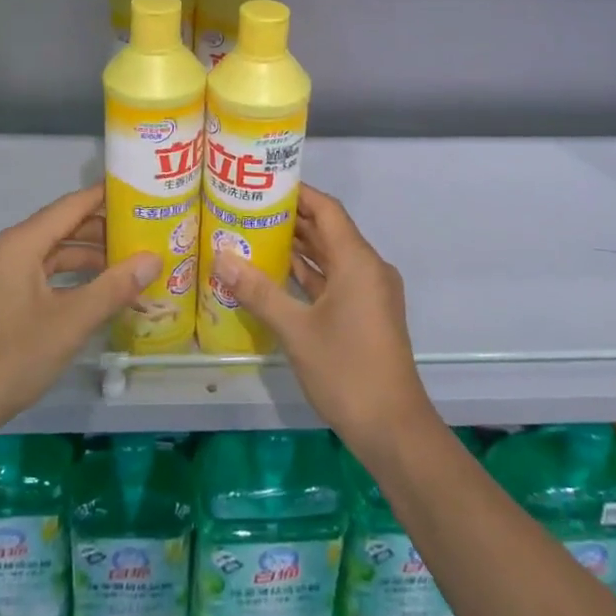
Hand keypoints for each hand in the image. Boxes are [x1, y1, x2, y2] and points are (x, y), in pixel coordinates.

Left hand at [0, 185, 159, 433]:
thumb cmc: (14, 356)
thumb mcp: (71, 321)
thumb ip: (114, 287)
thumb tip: (153, 258)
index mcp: (22, 243)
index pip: (72, 205)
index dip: (107, 196)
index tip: (143, 191)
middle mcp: (11, 250)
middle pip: (65, 226)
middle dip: (105, 229)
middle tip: (147, 231)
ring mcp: (4, 275)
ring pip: (56, 253)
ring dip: (91, 257)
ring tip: (132, 263)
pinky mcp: (4, 299)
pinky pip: (46, 274)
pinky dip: (74, 278)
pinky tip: (100, 292)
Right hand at [213, 185, 432, 454]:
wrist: (393, 429)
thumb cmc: (346, 370)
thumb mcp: (296, 330)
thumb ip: (259, 291)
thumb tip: (221, 258)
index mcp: (358, 261)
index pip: (326, 209)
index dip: (297, 193)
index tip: (263, 185)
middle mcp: (368, 268)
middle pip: (329, 230)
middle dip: (292, 219)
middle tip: (248, 210)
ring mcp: (370, 292)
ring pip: (331, 257)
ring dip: (299, 247)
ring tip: (256, 235)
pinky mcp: (367, 313)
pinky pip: (336, 280)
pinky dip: (310, 274)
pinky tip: (278, 275)